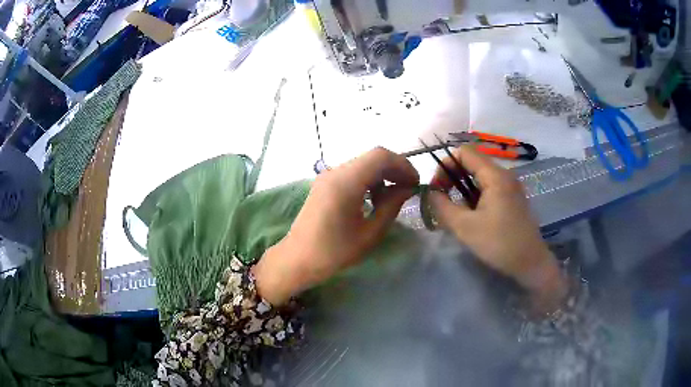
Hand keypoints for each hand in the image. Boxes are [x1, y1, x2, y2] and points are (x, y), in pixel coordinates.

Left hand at [254, 147, 418, 304]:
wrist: (297, 260)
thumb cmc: (334, 252)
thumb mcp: (370, 233)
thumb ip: (391, 206)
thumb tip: (407, 188)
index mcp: (345, 182)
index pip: (380, 156)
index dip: (403, 165)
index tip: (415, 184)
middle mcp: (335, 172)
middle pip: (372, 157)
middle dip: (394, 169)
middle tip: (408, 190)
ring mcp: (327, 176)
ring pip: (363, 164)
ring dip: (381, 175)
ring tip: (392, 198)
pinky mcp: (324, 184)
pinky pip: (352, 173)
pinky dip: (368, 180)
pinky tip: (373, 199)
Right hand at [428, 146, 566, 311]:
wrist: (530, 263)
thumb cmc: (498, 243)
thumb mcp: (464, 227)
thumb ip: (442, 207)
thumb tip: (431, 193)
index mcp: (495, 176)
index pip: (464, 152)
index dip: (445, 165)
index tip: (437, 188)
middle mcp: (505, 175)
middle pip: (472, 163)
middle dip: (452, 178)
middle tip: (441, 201)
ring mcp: (511, 187)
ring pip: (480, 177)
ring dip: (463, 190)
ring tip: (455, 212)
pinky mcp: (513, 199)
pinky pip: (489, 189)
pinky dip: (475, 197)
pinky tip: (472, 217)